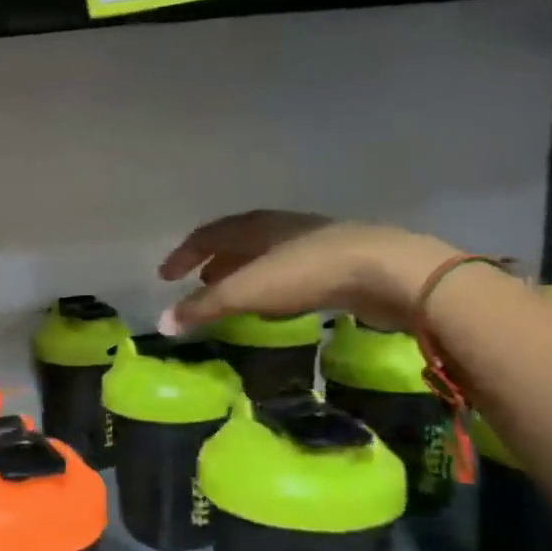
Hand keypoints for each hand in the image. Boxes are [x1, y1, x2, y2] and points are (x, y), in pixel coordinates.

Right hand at [159, 210, 460, 332]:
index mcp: (253, 226)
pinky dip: (271, 284)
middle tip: (197, 284)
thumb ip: (202, 308)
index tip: (164, 277)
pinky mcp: (340, 262)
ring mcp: (312, 242)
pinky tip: (276, 304)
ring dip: (243, 273)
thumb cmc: (306, 273)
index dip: (183, 255)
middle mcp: (279, 227)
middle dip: (213, 262)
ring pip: (265, 255)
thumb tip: (161, 324)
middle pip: (236, 241)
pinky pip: (291, 270)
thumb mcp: (245, 292)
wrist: (389, 271)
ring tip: (232, 295)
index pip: (207, 235)